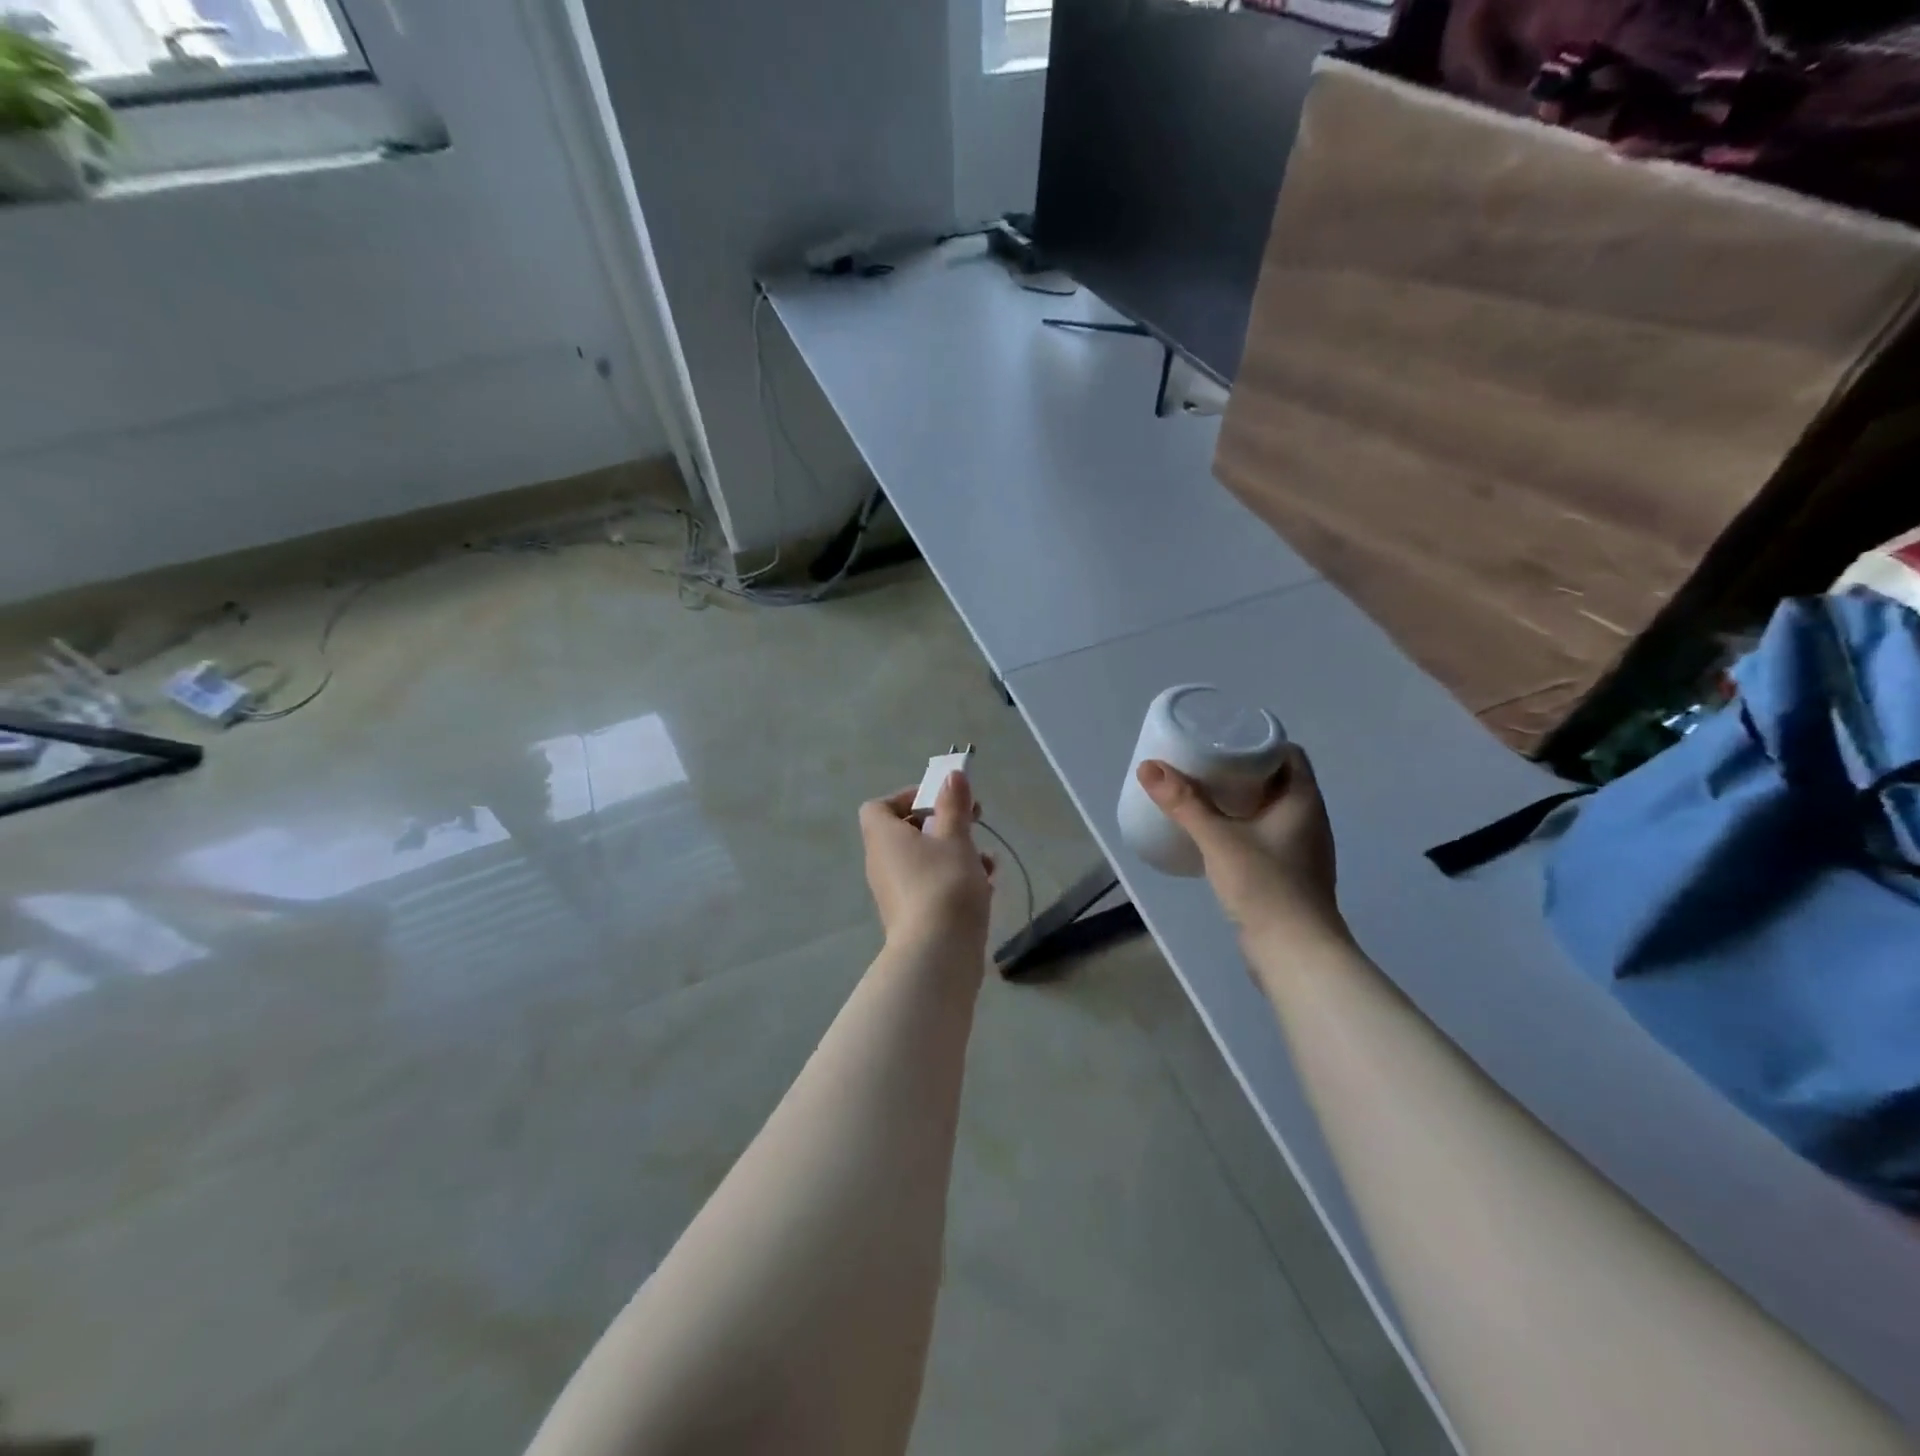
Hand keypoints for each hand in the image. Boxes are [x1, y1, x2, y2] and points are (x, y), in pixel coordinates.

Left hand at [859, 771, 995, 948]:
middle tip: (974, 821)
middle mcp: (882, 862)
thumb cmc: (944, 884)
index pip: (878, 807)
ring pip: (924, 859)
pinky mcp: (911, 915)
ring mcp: (895, 891)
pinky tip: (986, 885)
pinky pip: (930, 885)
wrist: (938, 953)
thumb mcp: (955, 838)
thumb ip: (954, 805)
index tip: (941, 800)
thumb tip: (952, 776)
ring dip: (955, 853)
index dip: (908, 798)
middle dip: (943, 824)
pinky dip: (954, 879)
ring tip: (987, 859)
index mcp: (883, 837)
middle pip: (906, 831)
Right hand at [1136, 744, 1346, 943]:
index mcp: (1302, 801)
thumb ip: (1184, 803)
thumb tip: (1148, 767)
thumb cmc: (1265, 886)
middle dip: (1241, 769)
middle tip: (1202, 763)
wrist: (1295, 954)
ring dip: (1240, 799)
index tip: (1223, 739)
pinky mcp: (1288, 873)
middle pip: (1277, 780)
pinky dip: (1242, 825)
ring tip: (1202, 793)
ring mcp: (1301, 849)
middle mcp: (1308, 819)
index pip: (1288, 754)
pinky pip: (1265, 835)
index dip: (1258, 742)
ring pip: (1270, 809)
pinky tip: (1214, 833)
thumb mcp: (1219, 839)